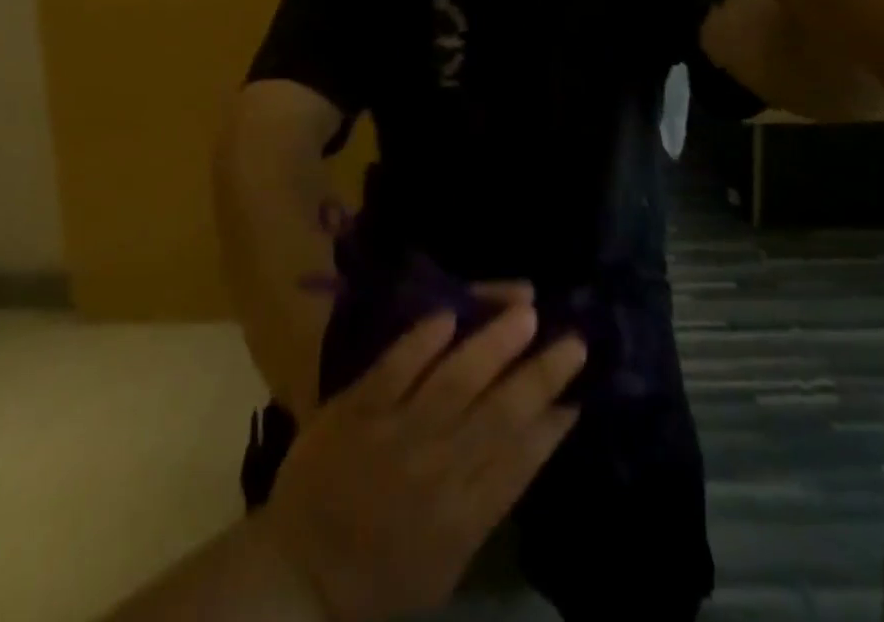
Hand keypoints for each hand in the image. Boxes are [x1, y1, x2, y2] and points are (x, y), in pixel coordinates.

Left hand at [256, 303, 585, 621]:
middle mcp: (437, 470)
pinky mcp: (358, 406)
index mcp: (462, 517)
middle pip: (499, 414)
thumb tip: (529, 443)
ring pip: (454, 380)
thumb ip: (486, 504)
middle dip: (540, 375)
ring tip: (526, 310)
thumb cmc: (380, 572)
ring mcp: (396, 432)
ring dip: (493, 343)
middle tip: (574, 339)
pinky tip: (450, 314)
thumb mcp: (446, 563)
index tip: (581, 392)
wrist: (302, 569)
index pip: (520, 462)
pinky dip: (422, 341)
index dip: (552, 426)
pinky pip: (395, 367)